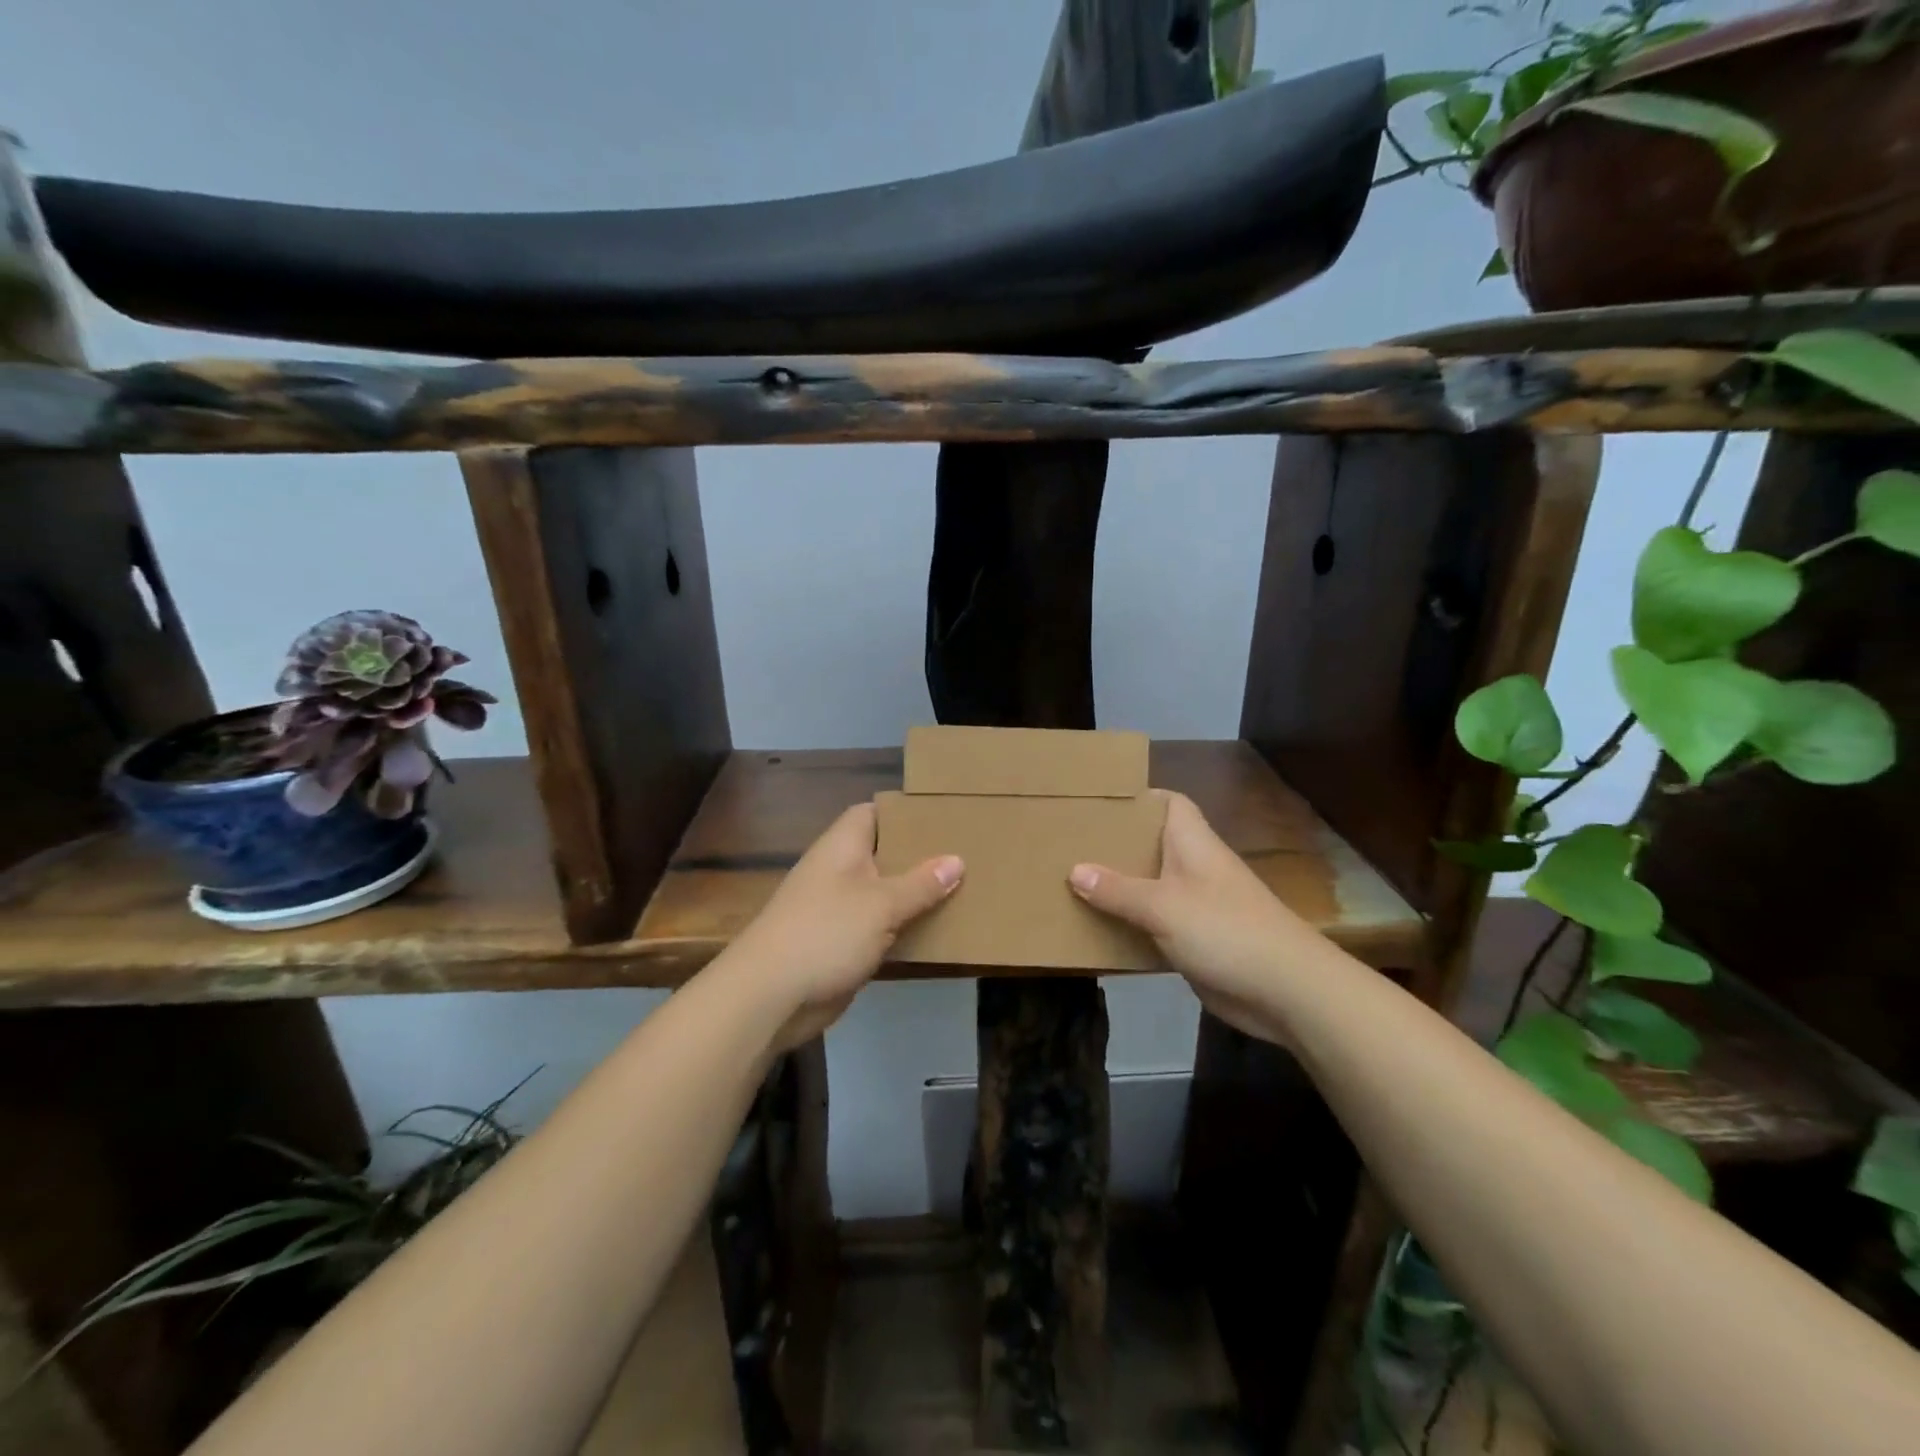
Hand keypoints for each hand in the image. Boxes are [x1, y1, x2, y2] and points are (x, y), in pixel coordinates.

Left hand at [726, 803, 962, 1050]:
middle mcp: (839, 871)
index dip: (903, 811)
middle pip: (882, 853)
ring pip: (884, 893)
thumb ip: (921, 884)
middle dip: (919, 855)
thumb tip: (957, 860)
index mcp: (842, 847)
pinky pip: (879, 927)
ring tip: (963, 888)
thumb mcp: (881, 904)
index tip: (942, 815)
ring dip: (914, 895)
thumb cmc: (826, 933)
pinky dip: (903, 927)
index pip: (872, 813)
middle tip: (965, 853)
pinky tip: (937, 930)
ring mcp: (838, 910)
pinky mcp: (841, 944)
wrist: (771, 996)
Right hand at [1069, 791, 1320, 1040]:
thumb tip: (1074, 870)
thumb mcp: (1163, 906)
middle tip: (1070, 844)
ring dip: (1120, 888)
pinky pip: (1156, 924)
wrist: (1286, 991)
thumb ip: (1117, 890)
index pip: (1170, 803)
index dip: (1140, 798)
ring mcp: (1197, 906)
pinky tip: (1099, 930)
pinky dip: (1131, 925)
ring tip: (1072, 883)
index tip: (1100, 802)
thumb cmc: (1225, 930)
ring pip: (1151, 886)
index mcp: (1193, 844)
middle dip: (1116, 845)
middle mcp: (1195, 868)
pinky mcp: (1196, 940)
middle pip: (1153, 845)